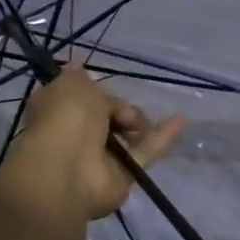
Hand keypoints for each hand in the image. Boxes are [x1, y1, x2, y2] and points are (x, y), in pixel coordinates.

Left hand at [0, 66, 183, 220]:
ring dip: (140, 122)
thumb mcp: (71, 84)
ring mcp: (99, 156)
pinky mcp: (123, 174)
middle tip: (121, 110)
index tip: (103, 83)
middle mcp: (76, 132)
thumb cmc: (65, 119)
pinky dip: (162, 137)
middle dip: (120, 107)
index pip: (82, 94)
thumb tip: (77, 64)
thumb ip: (80, 76)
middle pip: (108, 113)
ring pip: (127, 133)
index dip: (94, 89)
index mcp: (58, 109)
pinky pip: (145, 152)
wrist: (67, 170)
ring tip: (141, 123)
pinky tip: (181, 120)